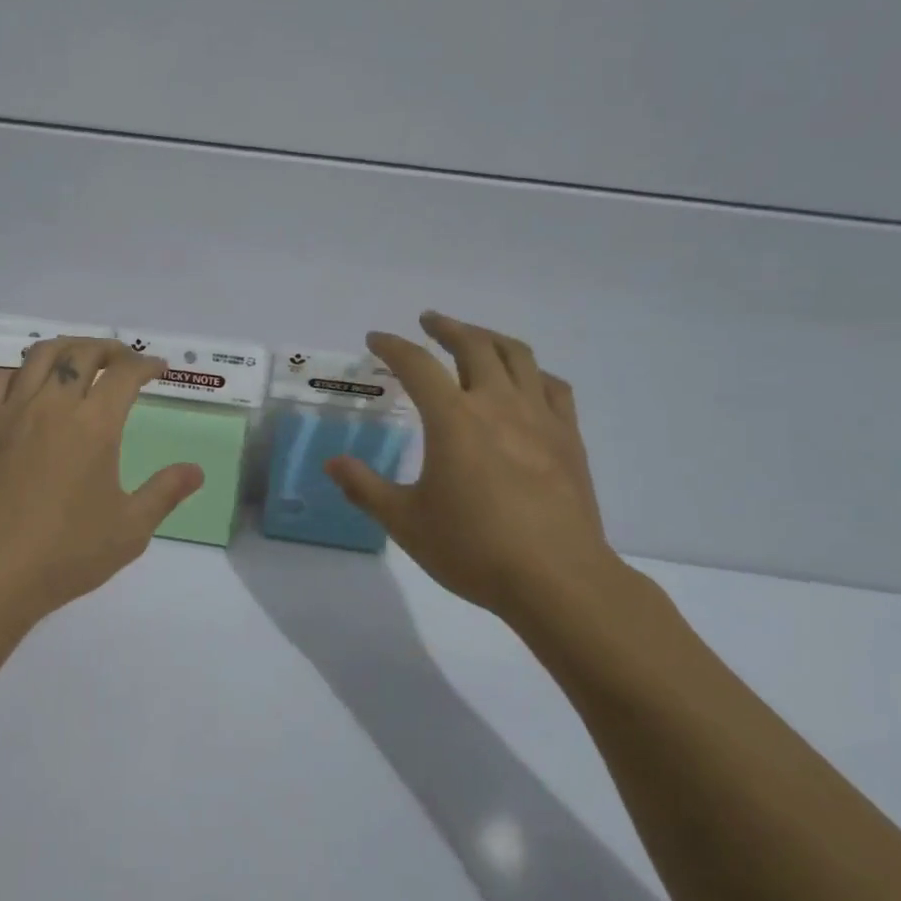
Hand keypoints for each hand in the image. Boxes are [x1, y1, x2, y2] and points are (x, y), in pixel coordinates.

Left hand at [0, 337, 203, 623]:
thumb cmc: (65, 554)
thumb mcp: (130, 530)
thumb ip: (165, 493)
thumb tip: (196, 470)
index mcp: (94, 426)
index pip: (125, 374)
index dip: (146, 365)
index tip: (159, 369)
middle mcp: (52, 406)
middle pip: (82, 353)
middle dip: (109, 348)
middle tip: (124, 358)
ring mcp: (12, 412)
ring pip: (40, 355)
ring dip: (67, 347)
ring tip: (80, 359)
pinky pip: (1, 378)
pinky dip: (23, 370)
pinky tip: (30, 385)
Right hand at [326, 312, 623, 633]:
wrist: (557, 579)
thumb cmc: (474, 549)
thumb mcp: (405, 523)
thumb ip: (365, 488)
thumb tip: (331, 464)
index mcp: (453, 419)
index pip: (416, 365)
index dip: (392, 346)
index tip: (375, 339)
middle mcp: (497, 404)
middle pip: (473, 345)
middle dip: (446, 327)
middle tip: (428, 321)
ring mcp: (539, 418)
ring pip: (517, 356)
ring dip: (490, 337)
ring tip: (474, 337)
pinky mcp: (569, 438)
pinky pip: (553, 387)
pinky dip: (533, 372)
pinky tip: (525, 381)